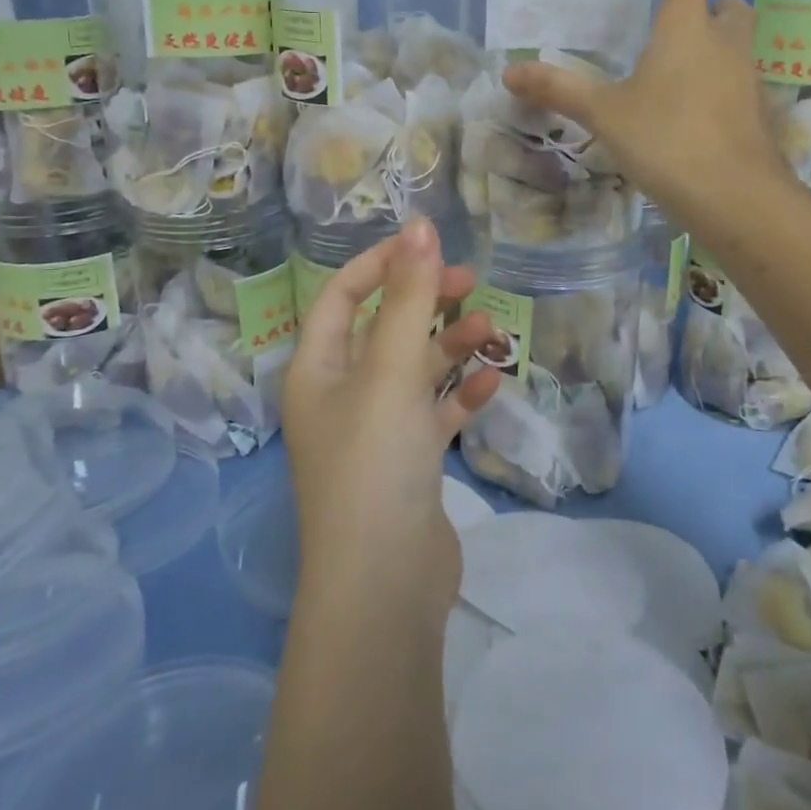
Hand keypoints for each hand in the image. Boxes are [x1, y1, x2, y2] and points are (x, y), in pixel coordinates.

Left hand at [280, 218, 501, 608]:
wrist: (384, 584)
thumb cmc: (375, 461)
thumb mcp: (391, 369)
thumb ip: (409, 297)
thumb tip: (419, 226)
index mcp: (317, 368)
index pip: (341, 295)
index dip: (381, 264)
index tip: (428, 245)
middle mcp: (340, 394)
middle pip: (383, 329)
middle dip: (426, 303)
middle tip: (472, 284)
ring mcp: (374, 431)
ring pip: (414, 371)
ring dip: (450, 348)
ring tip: (494, 334)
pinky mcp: (407, 463)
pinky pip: (434, 413)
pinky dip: (460, 395)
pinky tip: (492, 383)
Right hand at [503, 0, 790, 227]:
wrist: (738, 200)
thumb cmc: (669, 142)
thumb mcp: (606, 114)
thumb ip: (559, 89)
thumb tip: (509, 72)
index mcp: (687, 25)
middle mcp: (725, 41)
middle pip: (719, 1)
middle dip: (696, 0)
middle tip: (661, 22)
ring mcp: (747, 77)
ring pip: (732, 42)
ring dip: (706, 43)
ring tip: (667, 74)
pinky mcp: (755, 112)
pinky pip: (734, 80)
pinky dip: (713, 83)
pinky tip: (685, 115)